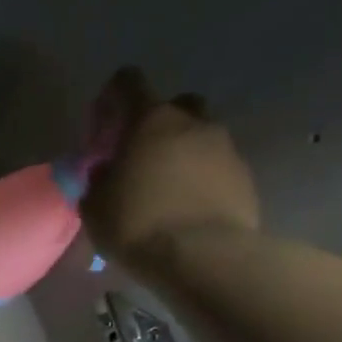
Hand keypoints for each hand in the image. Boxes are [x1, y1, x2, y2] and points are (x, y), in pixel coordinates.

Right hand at [78, 68, 260, 279]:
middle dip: (158, 123)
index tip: (104, 123)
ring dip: (183, 153)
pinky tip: (188, 208)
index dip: (113, 97)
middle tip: (141, 155)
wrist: (205, 258)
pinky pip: (218, 167)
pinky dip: (203, 179)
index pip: (129, 83)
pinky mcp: (246, 178)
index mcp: (151, 121)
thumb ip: (98, 179)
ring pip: (201, 137)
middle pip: (176, 105)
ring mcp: (226, 149)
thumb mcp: (95, 205)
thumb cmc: (137, 224)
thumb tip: (107, 171)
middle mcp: (192, 124)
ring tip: (166, 188)